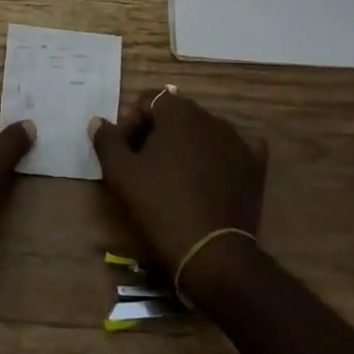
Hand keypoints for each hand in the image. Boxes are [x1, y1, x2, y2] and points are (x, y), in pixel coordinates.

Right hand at [90, 90, 265, 297]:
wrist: (212, 252)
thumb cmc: (160, 206)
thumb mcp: (121, 174)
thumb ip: (107, 141)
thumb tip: (98, 121)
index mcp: (178, 113)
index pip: (147, 101)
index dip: (130, 123)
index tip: (123, 152)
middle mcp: (211, 118)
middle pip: (175, 114)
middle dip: (156, 133)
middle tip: (143, 166)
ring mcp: (238, 141)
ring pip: (203, 132)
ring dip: (185, 146)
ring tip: (174, 178)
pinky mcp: (254, 167)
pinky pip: (234, 150)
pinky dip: (219, 157)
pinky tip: (211, 175)